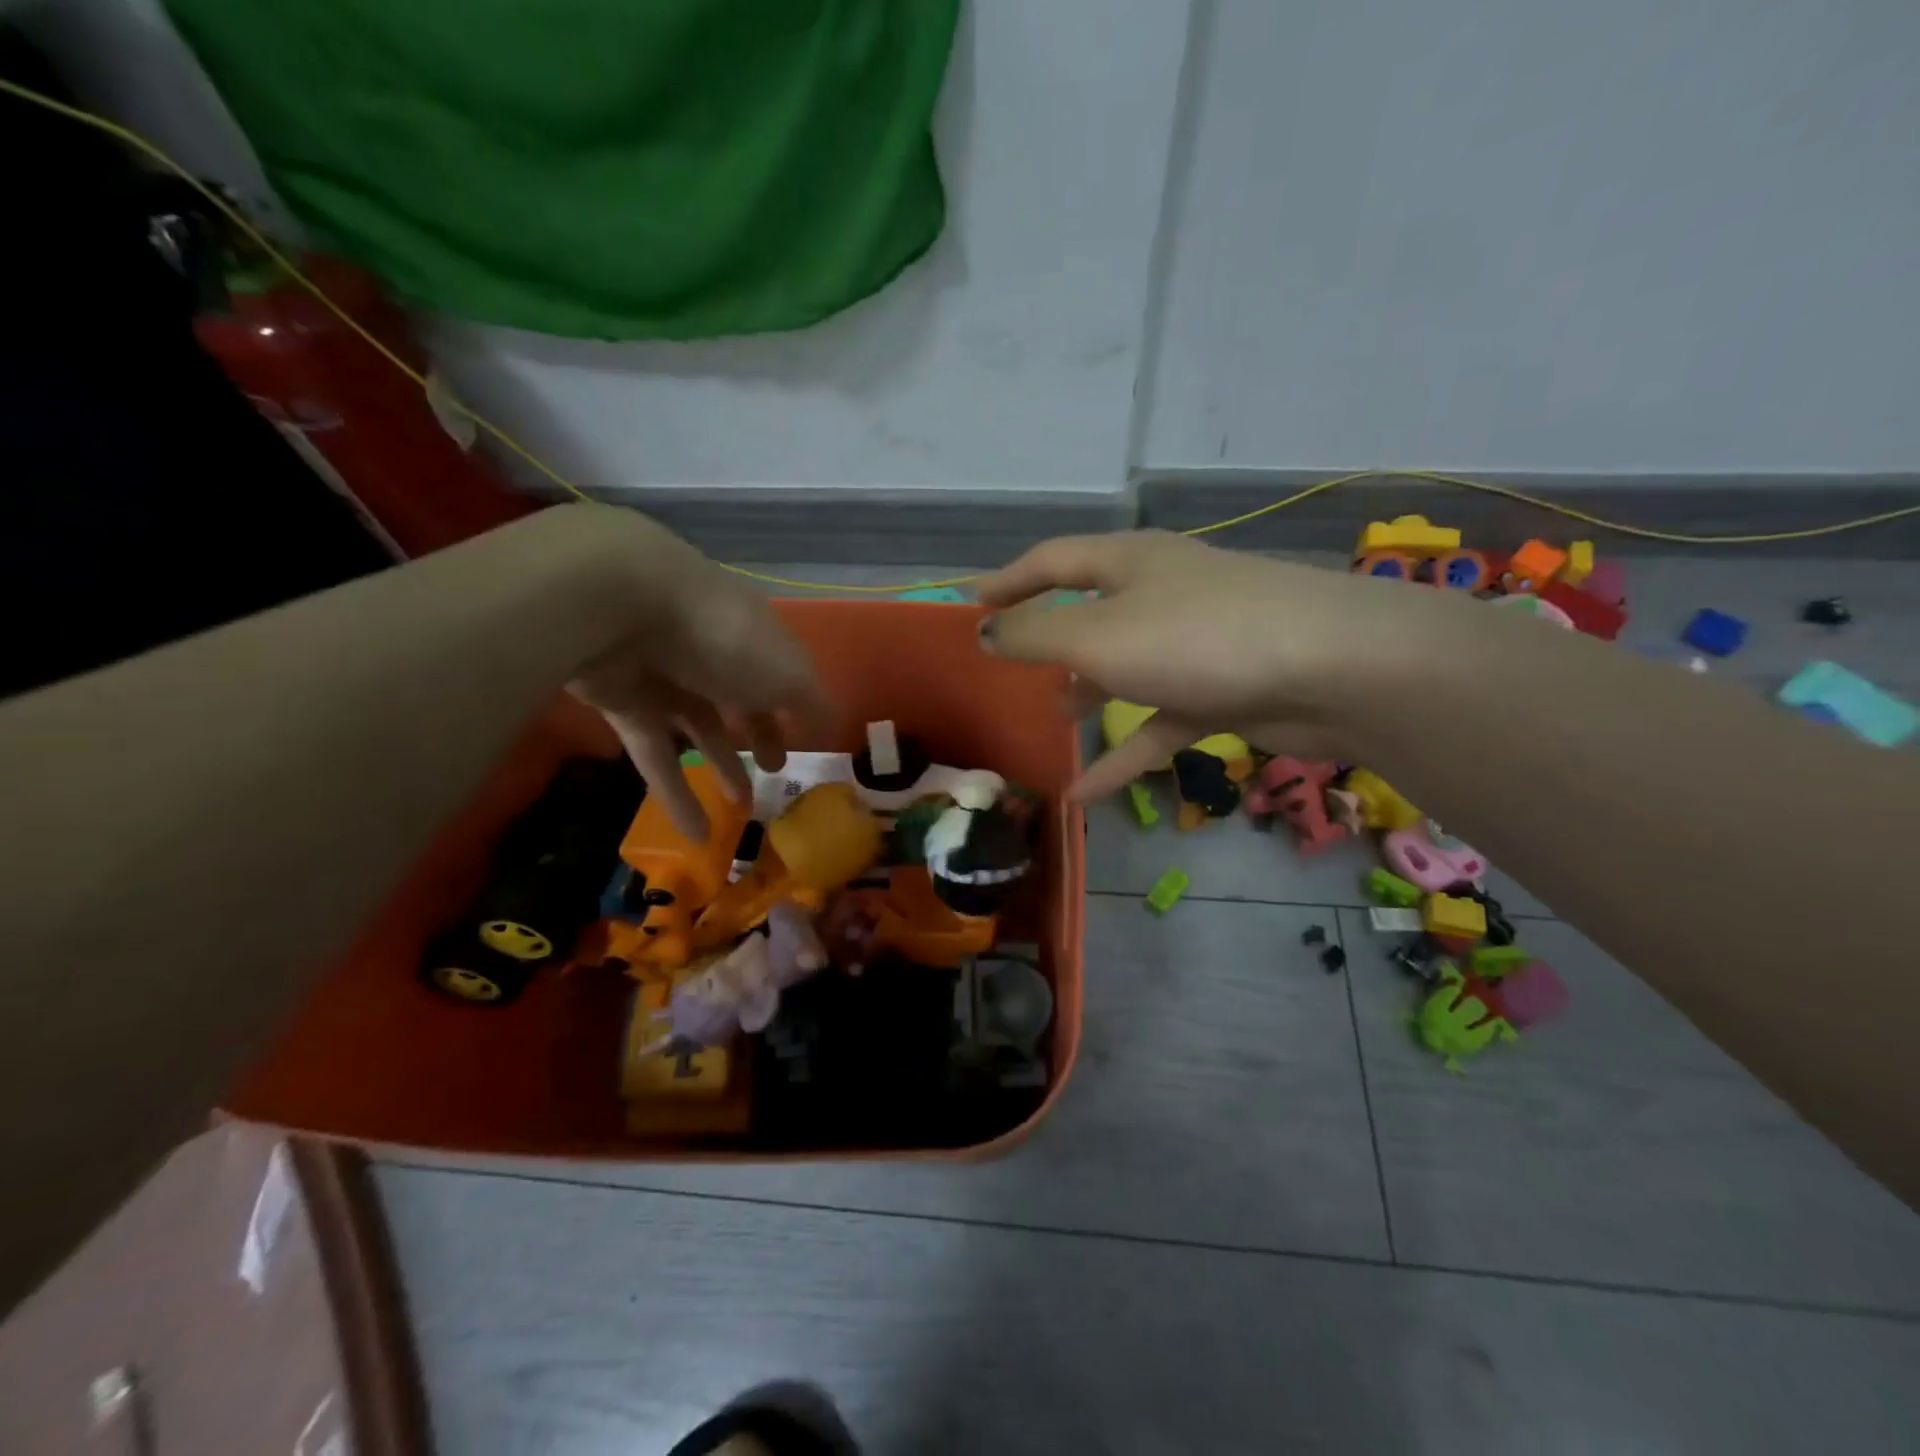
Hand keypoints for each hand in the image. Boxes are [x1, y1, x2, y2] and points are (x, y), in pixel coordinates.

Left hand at [557, 505, 822, 837]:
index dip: (797, 706)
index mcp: (755, 635)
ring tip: (741, 810)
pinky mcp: (624, 703)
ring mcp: (665, 676)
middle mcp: (711, 651)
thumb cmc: (724, 637)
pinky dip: (677, 795)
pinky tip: (697, 836)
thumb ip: (813, 703)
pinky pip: (656, 755)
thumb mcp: (788, 674)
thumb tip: (834, 725)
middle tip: (775, 773)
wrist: (619, 607)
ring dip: (721, 768)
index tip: (809, 740)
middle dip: (760, 735)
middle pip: (740, 698)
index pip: (781, 671)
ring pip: (698, 729)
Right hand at [975, 531, 1451, 799]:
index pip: (1051, 561)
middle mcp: (1159, 593)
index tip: (968, 607)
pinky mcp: (1220, 690)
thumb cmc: (1197, 638)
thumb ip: (1034, 635)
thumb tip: (984, 631)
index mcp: (1128, 562)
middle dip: (1048, 638)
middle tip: (1009, 664)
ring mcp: (1193, 643)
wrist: (1331, 670)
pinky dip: (1123, 753)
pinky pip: (1157, 722)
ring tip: (1051, 718)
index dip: (1006, 581)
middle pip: (1089, 611)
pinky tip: (1085, 793)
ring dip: (1087, 692)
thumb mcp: (1098, 636)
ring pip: (1124, 667)